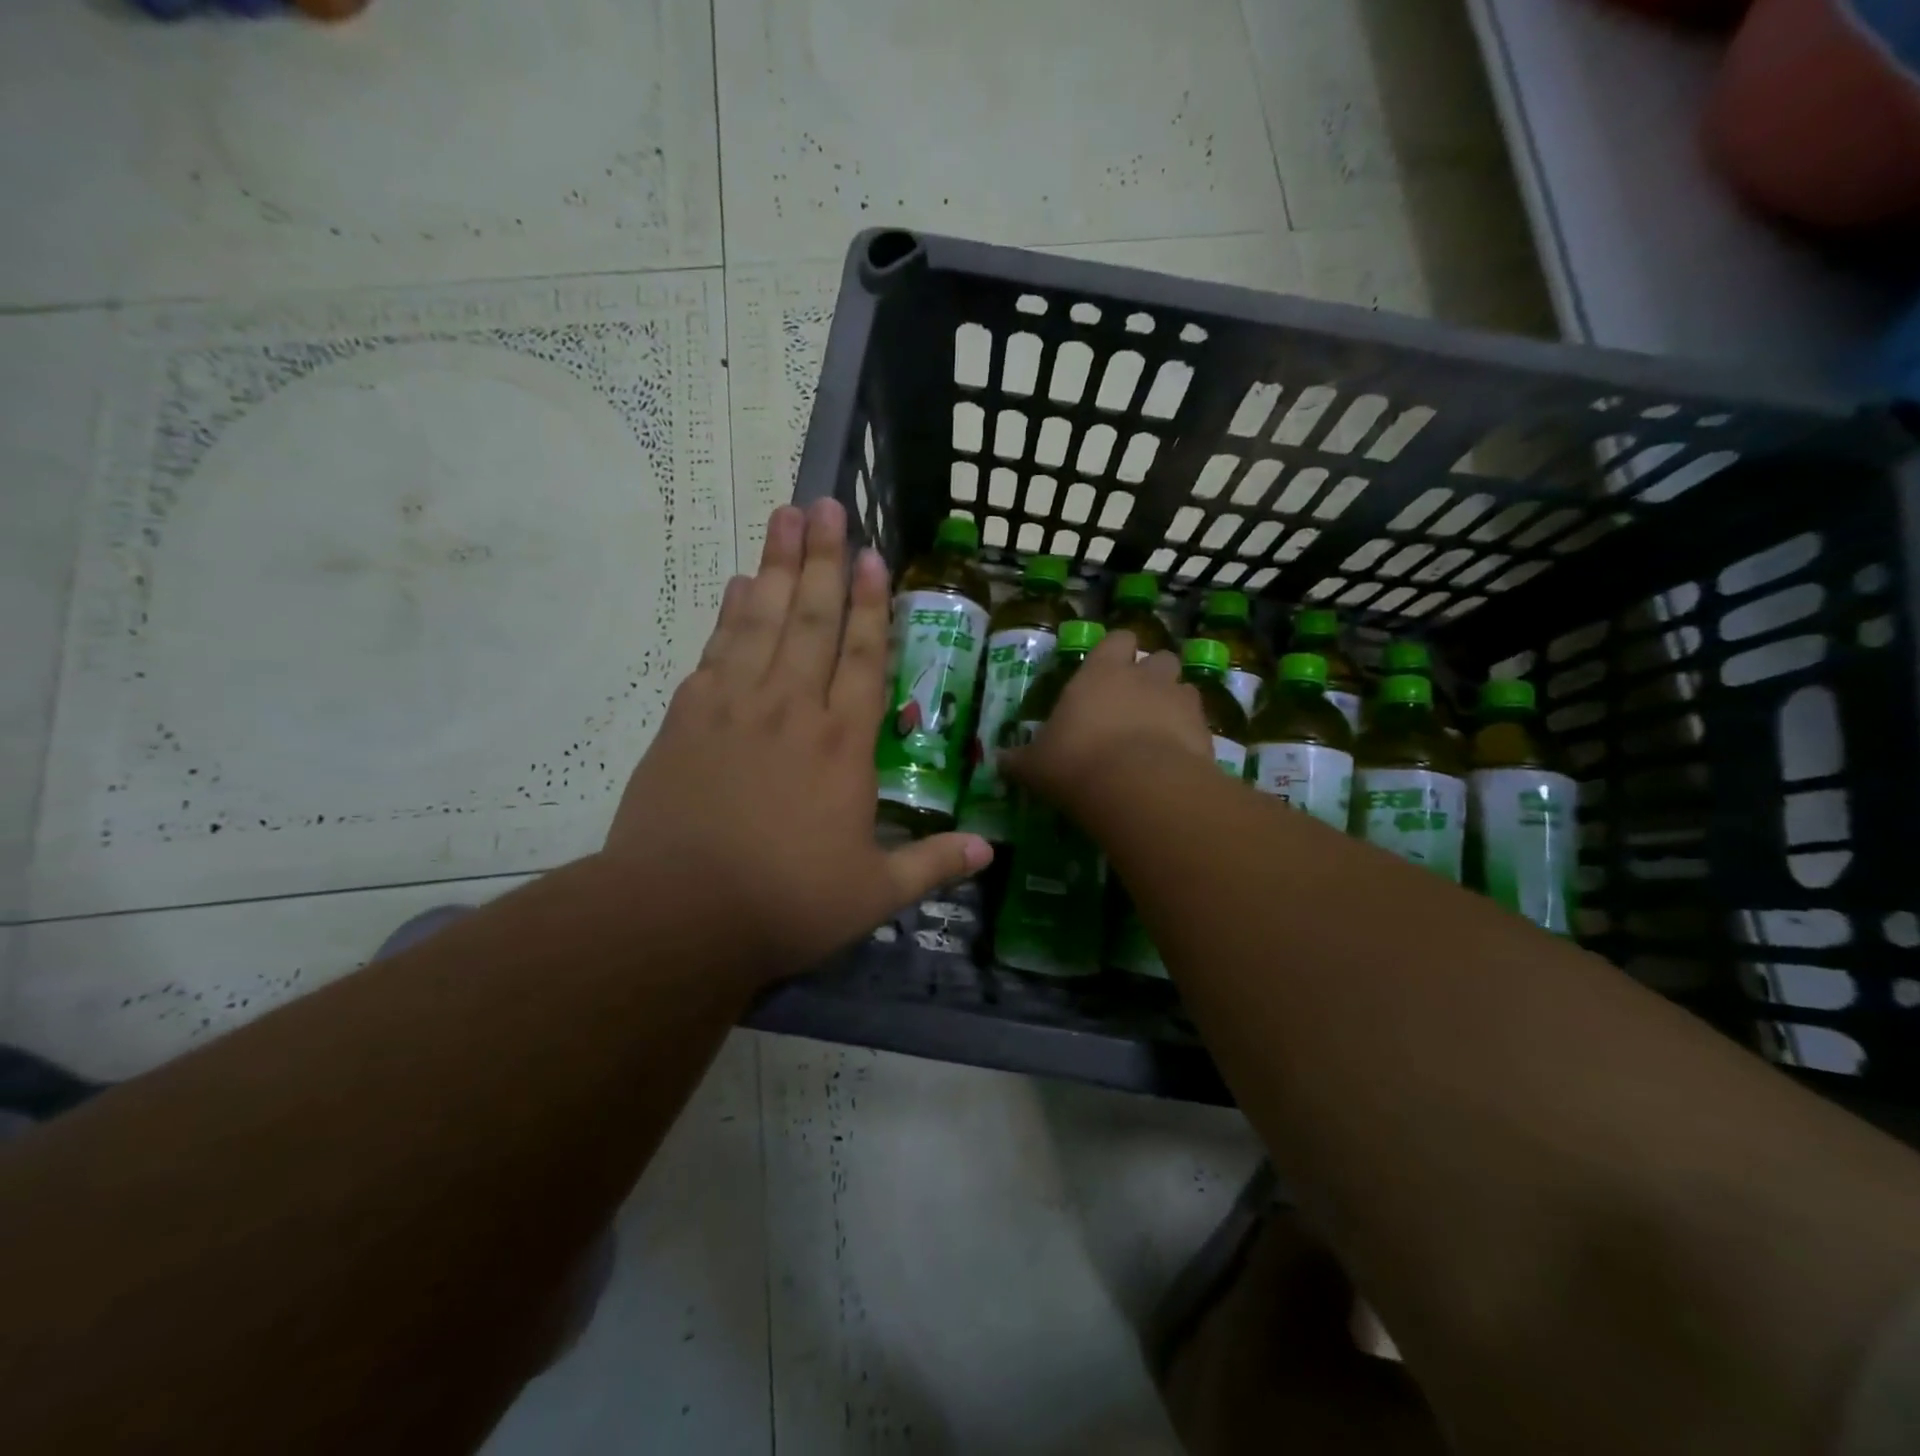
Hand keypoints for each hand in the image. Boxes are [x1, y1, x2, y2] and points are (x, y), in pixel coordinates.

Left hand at [605, 501, 991, 980]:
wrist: (678, 913)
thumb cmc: (786, 903)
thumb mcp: (873, 895)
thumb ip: (931, 865)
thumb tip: (988, 852)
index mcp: (843, 746)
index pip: (864, 659)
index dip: (872, 606)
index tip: (873, 556)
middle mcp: (792, 710)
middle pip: (812, 620)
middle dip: (823, 560)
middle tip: (826, 505)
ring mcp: (735, 707)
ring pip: (762, 621)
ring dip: (776, 566)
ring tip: (785, 517)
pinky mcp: (687, 718)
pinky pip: (716, 650)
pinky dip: (729, 614)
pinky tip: (737, 585)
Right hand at [1001, 628, 1212, 818]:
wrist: (1139, 788)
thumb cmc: (1076, 762)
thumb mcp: (1035, 765)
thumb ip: (1019, 760)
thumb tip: (999, 762)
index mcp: (1102, 672)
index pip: (1117, 639)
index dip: (1115, 652)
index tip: (1107, 671)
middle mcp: (1145, 677)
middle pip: (1159, 659)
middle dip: (1151, 676)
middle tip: (1135, 704)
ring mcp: (1180, 702)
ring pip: (1184, 689)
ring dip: (1173, 704)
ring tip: (1158, 733)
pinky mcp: (1205, 732)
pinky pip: (1199, 726)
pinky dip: (1189, 738)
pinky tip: (1174, 762)